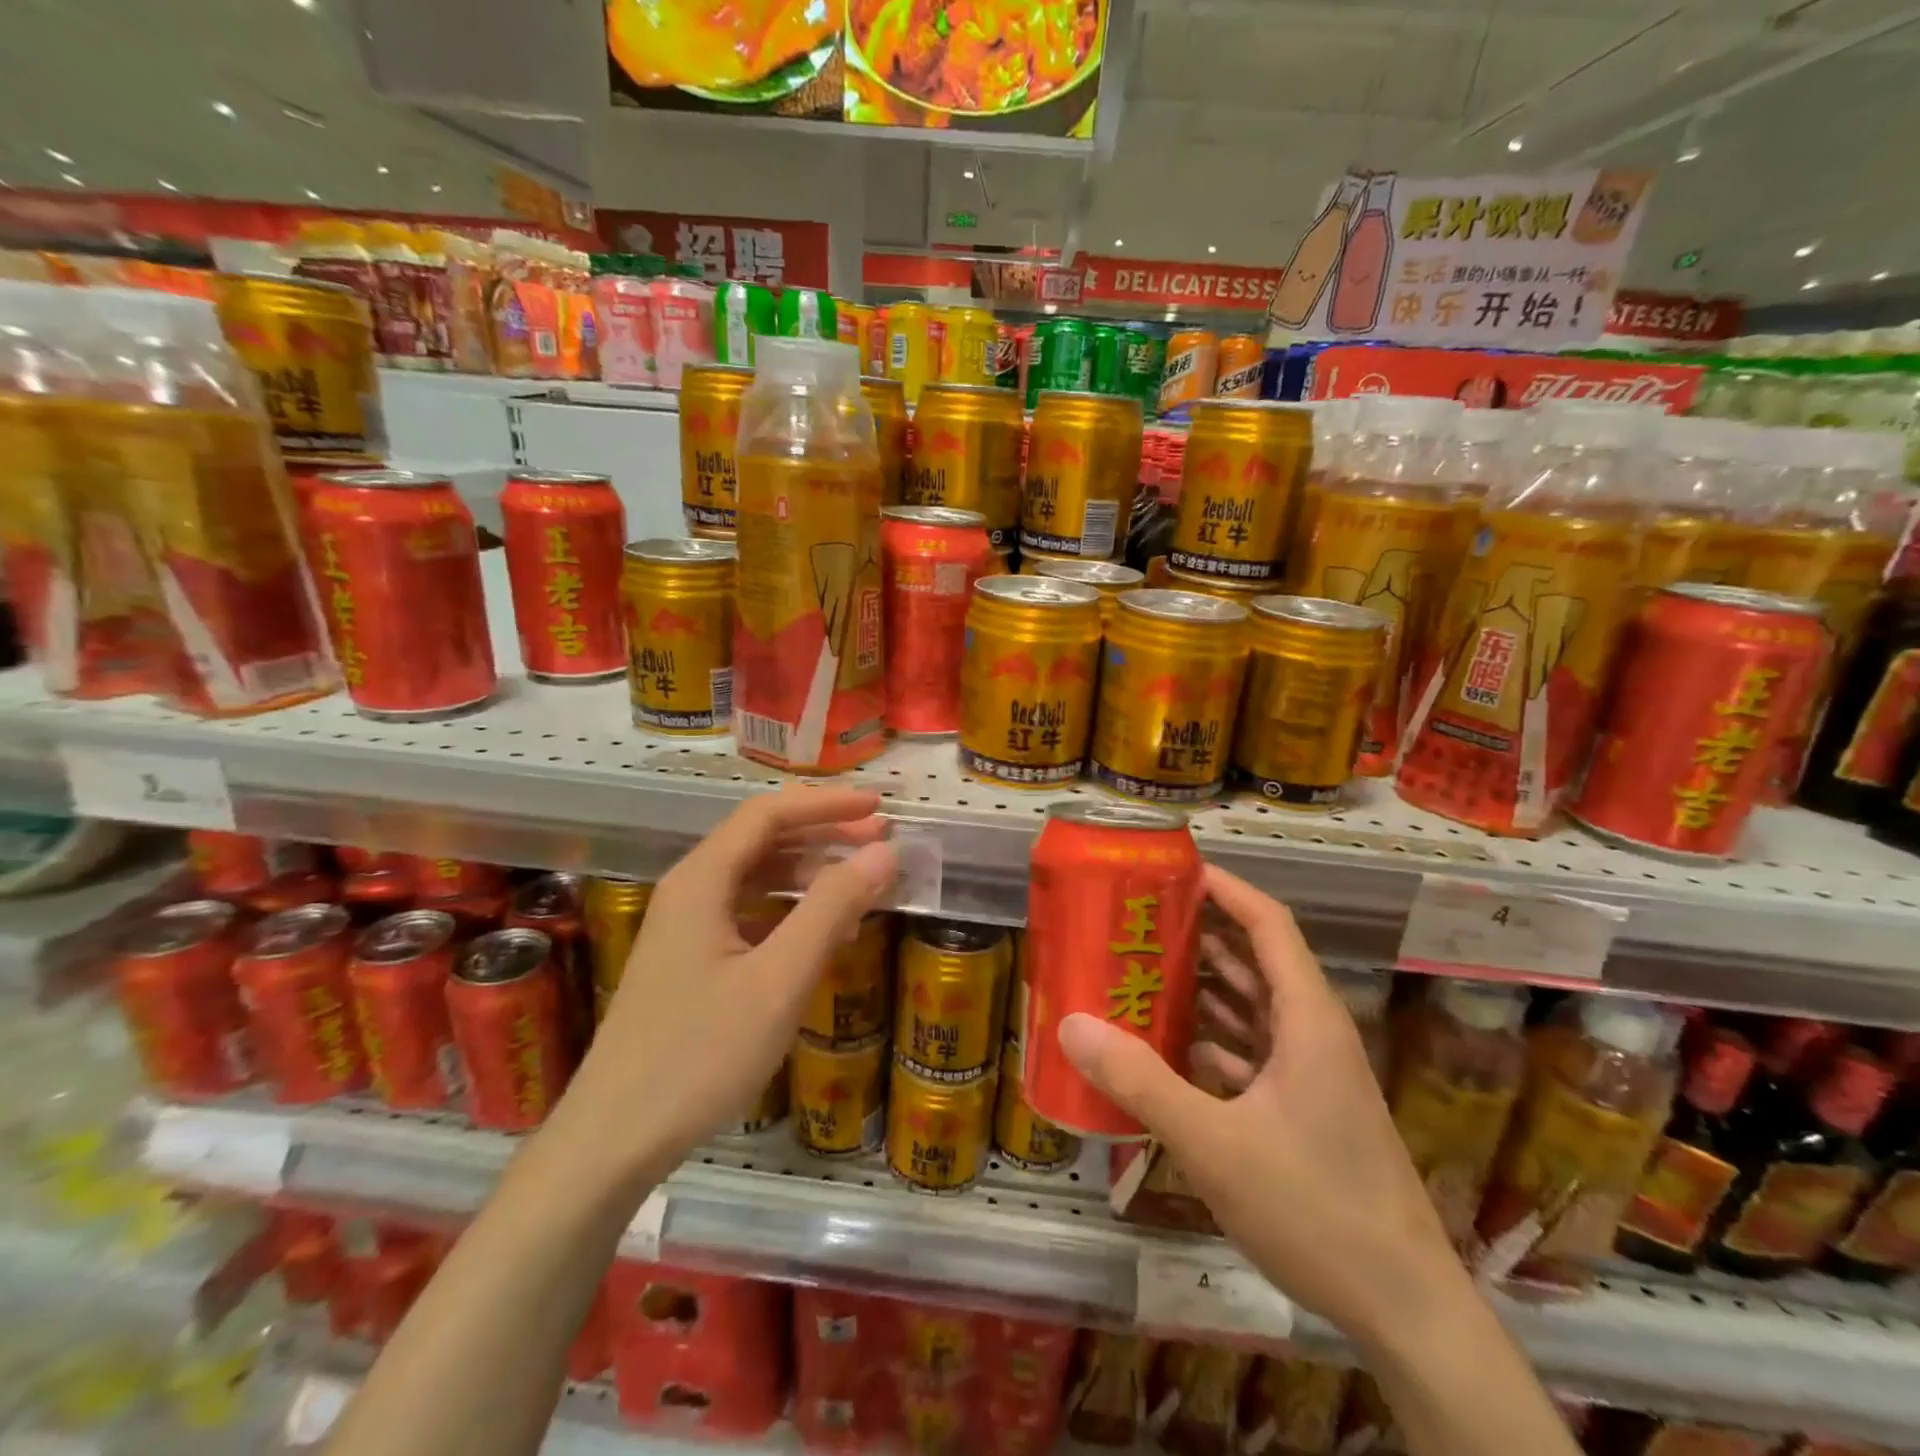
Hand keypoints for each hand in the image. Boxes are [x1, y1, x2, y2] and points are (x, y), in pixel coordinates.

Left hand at [560, 787, 898, 1185]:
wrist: (614, 1140)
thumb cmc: (700, 1054)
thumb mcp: (779, 979)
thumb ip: (832, 908)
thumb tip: (882, 851)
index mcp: (702, 881)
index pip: (769, 815)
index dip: (827, 804)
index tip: (880, 807)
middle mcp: (690, 891)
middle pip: (763, 840)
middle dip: (824, 834)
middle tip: (881, 840)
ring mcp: (687, 928)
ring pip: (757, 878)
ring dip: (811, 871)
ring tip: (863, 881)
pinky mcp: (691, 962)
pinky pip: (750, 914)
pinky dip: (792, 909)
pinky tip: (823, 932)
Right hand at [1057, 866, 1455, 1348]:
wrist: (1404, 1310)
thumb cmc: (1315, 1208)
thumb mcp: (1214, 1143)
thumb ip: (1140, 1081)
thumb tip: (1072, 1025)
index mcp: (1307, 1019)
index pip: (1268, 923)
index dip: (1225, 888)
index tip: (1172, 871)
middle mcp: (1312, 1033)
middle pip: (1254, 960)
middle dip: (1198, 935)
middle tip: (1135, 921)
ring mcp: (1311, 1074)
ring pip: (1251, 1008)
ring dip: (1201, 988)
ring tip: (1138, 970)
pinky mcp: (1303, 1109)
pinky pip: (1250, 1052)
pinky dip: (1210, 1039)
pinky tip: (1165, 1046)